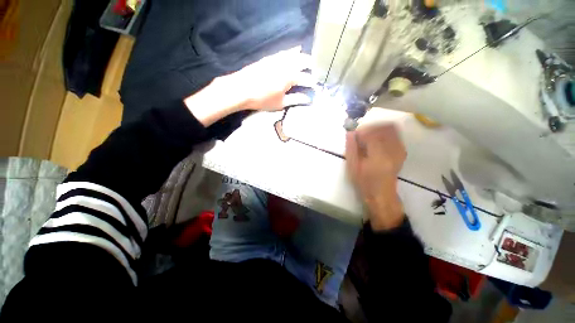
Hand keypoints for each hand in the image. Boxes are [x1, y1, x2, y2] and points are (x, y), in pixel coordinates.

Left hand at [185, 46, 314, 126]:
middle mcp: (286, 64)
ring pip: (293, 54)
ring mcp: (277, 59)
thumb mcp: (281, 103)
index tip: (316, 86)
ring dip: (302, 56)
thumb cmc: (263, 99)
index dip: (312, 82)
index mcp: (290, 77)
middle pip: (302, 60)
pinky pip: (283, 52)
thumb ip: (295, 99)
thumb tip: (308, 99)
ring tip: (307, 58)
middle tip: (315, 68)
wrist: (241, 89)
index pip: (306, 78)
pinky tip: (293, 51)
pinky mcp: (269, 58)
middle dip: (310, 64)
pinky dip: (290, 52)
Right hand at [346, 124, 406, 230]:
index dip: (362, 131)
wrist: (381, 193)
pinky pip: (395, 134)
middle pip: (385, 127)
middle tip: (361, 134)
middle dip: (371, 127)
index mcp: (378, 157)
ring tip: (368, 137)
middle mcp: (393, 151)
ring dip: (378, 129)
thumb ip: (351, 148)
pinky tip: (376, 141)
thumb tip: (350, 132)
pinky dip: (384, 133)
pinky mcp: (401, 151)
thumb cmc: (364, 181)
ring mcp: (400, 151)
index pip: (372, 134)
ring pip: (392, 129)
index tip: (355, 135)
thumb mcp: (353, 166)